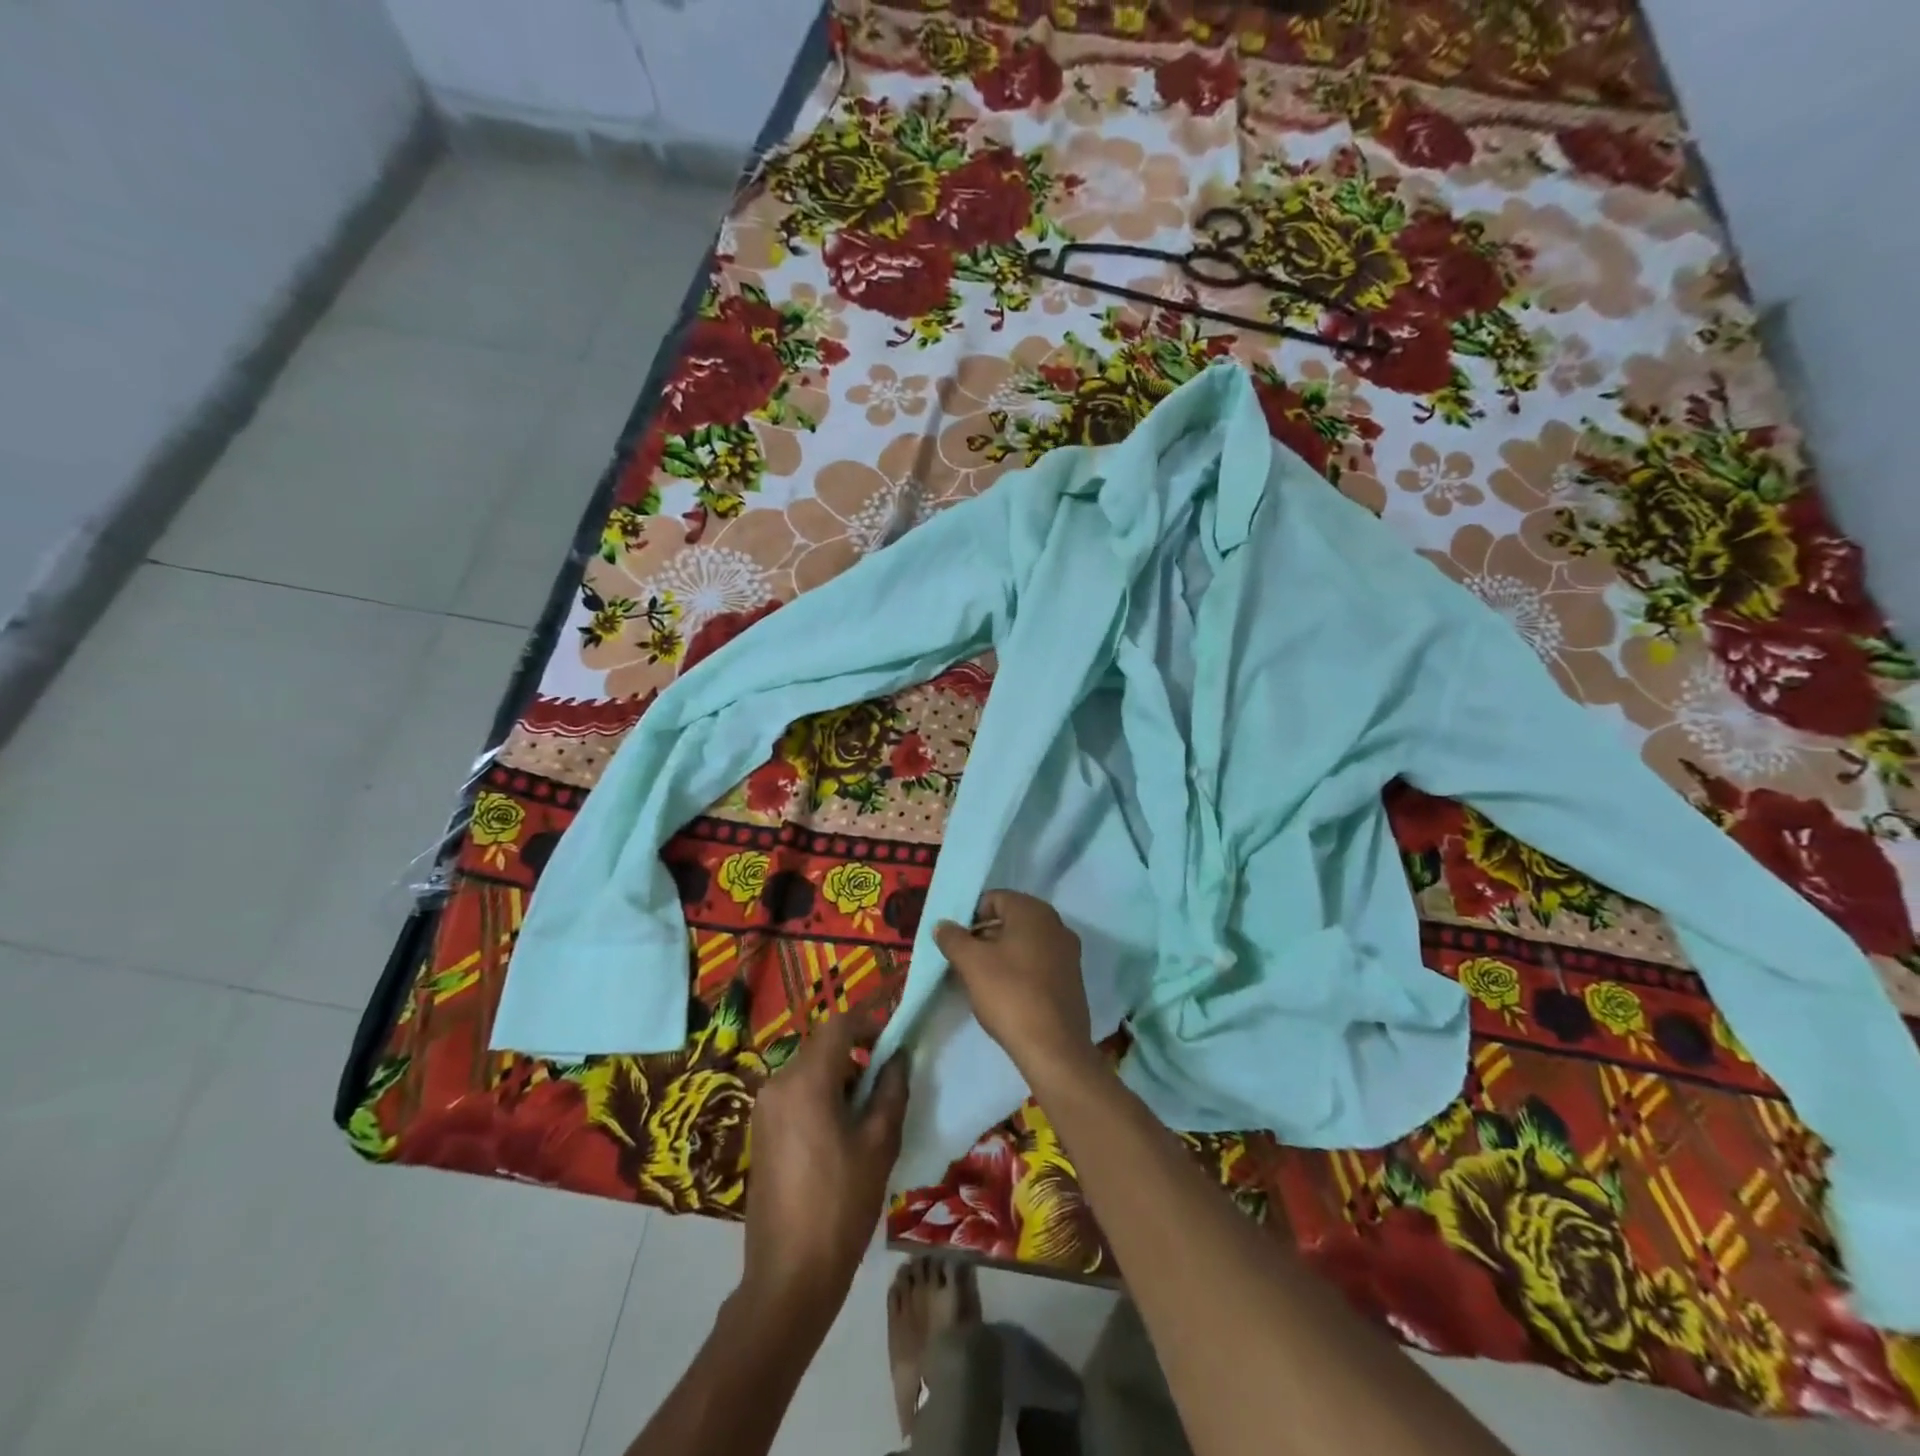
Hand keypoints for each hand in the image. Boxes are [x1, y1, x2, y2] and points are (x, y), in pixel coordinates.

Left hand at [741, 1010, 909, 1326]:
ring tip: (868, 1111)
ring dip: (839, 1076)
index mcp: (806, 1080)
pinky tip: (840, 1133)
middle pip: (823, 1046)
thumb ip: (891, 1090)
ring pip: (809, 1070)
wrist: (787, 1277)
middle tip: (887, 1081)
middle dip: (856, 1053)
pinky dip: (820, 1096)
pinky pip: (795, 1094)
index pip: (840, 1025)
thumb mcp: (878, 1144)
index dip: (870, 1023)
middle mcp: (778, 1083)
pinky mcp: (760, 1131)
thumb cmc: (840, 1205)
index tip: (895, 1039)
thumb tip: (898, 1057)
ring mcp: (764, 1108)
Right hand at [934, 890, 1093, 1083]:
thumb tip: (942, 925)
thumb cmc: (1009, 994)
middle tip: (964, 961)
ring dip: (1001, 955)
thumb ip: (953, 938)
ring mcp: (1068, 952)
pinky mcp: (1072, 979)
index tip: (956, 942)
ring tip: (980, 980)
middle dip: (984, 936)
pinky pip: (1039, 963)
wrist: (1053, 1047)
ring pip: (1025, 943)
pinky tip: (1005, 994)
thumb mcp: (971, 963)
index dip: (971, 916)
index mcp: (1033, 911)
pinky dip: (1020, 970)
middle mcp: (1056, 924)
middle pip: (1011, 920)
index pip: (995, 899)